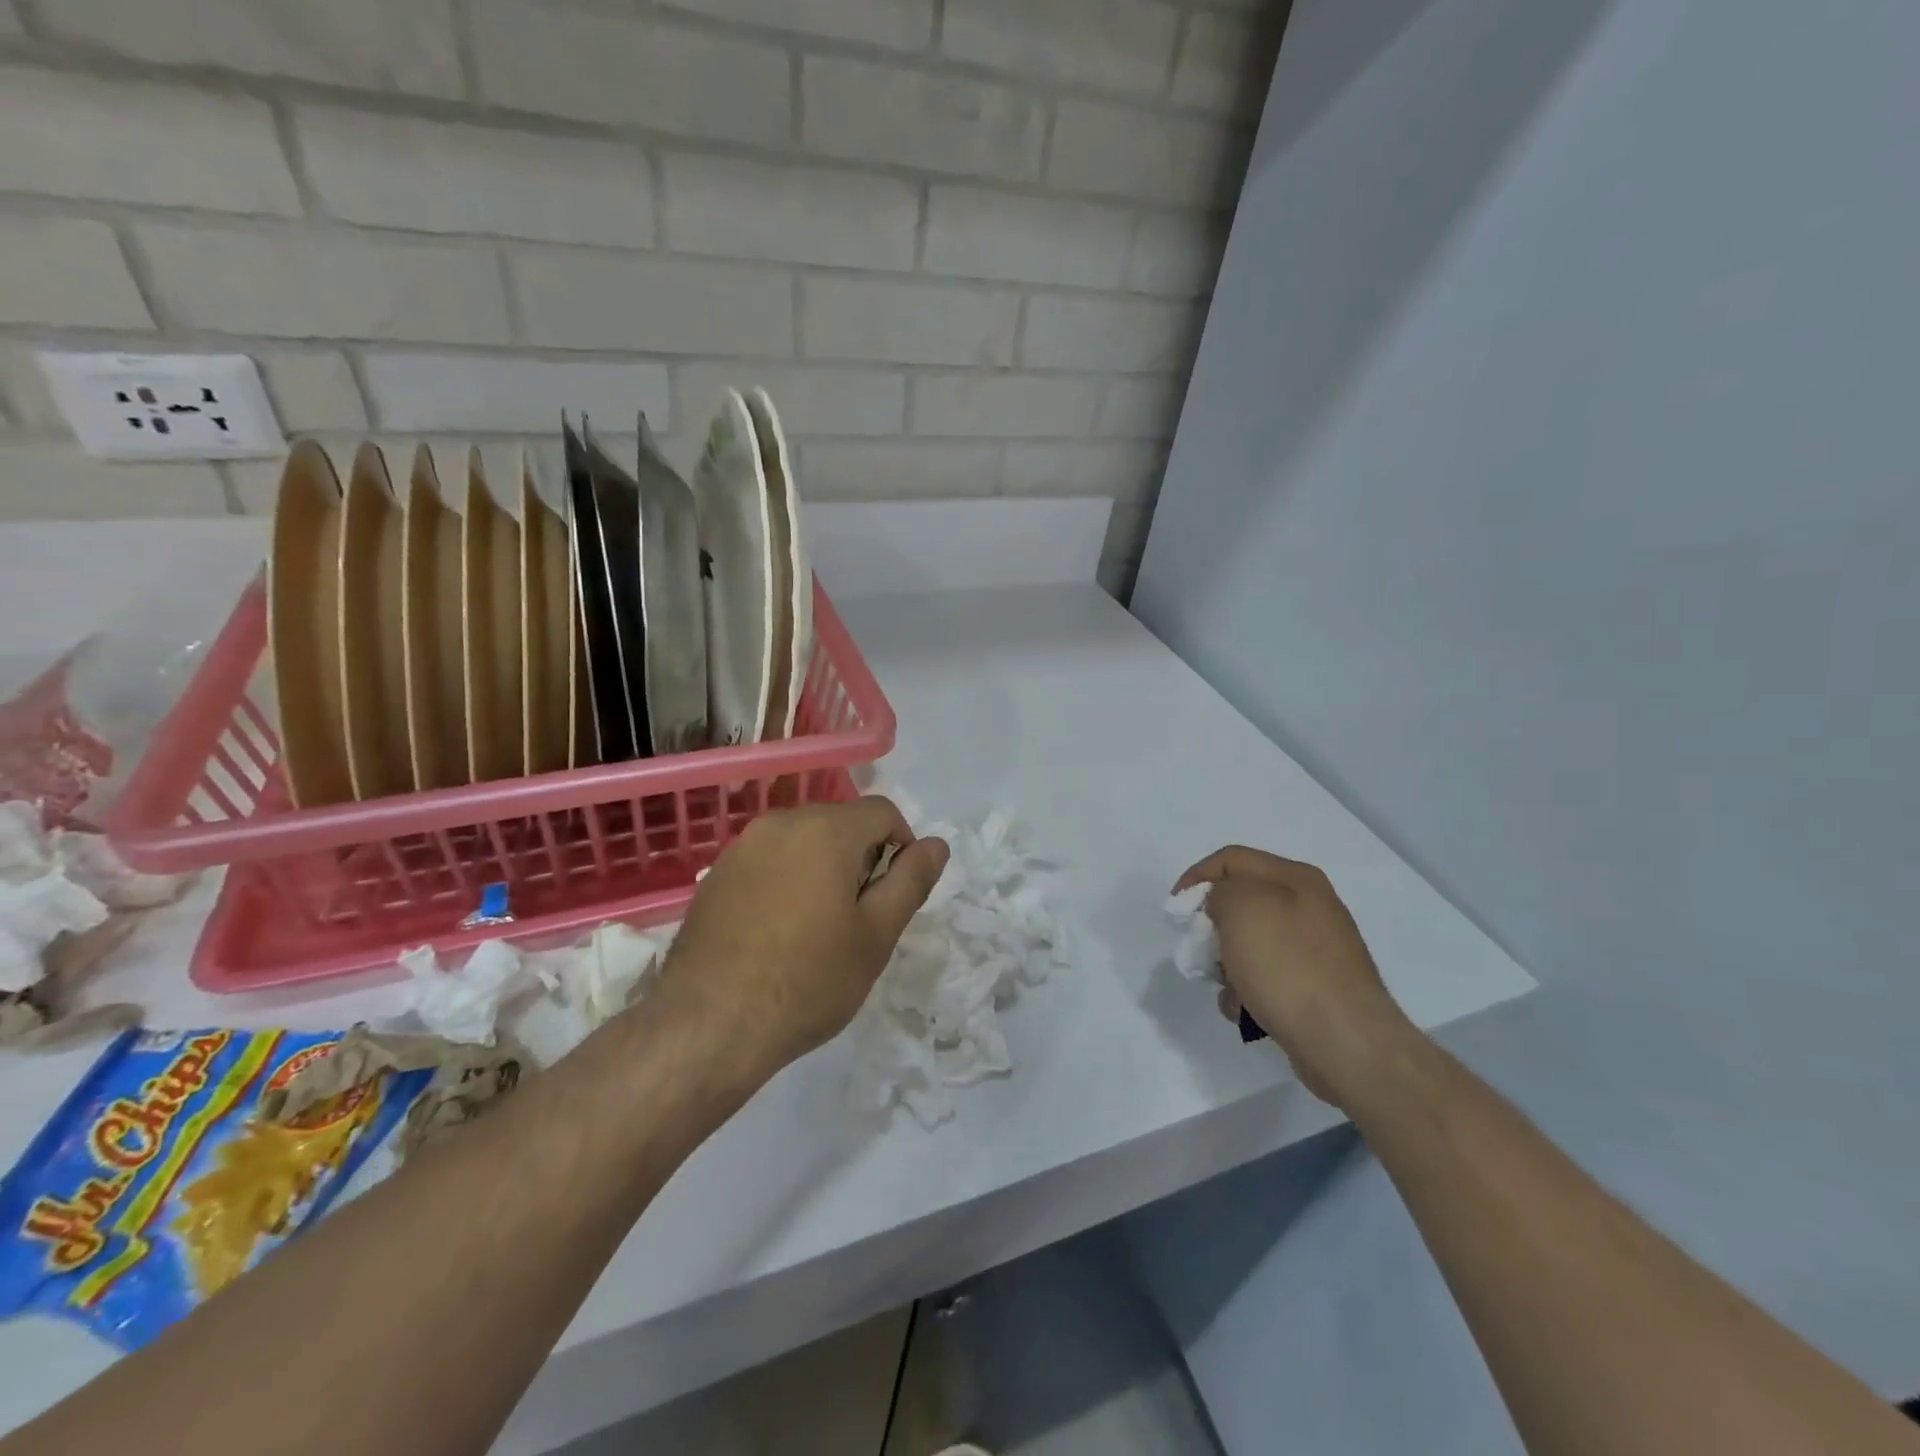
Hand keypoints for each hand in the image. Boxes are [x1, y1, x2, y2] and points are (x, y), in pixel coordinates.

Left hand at [654, 797, 948, 1085]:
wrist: (710, 1025)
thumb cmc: (808, 980)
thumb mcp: (876, 935)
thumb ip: (911, 881)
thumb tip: (936, 845)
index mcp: (826, 830)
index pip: (882, 812)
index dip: (901, 847)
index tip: (892, 896)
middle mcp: (781, 823)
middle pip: (840, 823)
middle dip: (859, 859)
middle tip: (857, 919)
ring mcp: (741, 847)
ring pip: (802, 842)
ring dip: (821, 870)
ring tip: (816, 928)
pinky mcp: (715, 875)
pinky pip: (767, 862)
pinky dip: (784, 881)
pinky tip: (776, 933)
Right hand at [1174, 846, 1419, 1106]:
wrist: (1346, 1041)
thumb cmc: (1287, 965)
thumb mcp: (1240, 907)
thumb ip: (1219, 891)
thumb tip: (1222, 907)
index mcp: (1295, 878)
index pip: (1230, 859)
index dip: (1196, 878)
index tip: (1175, 911)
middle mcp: (1309, 906)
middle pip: (1239, 903)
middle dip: (1212, 929)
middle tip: (1201, 951)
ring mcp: (1315, 949)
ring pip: (1248, 945)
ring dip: (1227, 967)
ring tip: (1231, 990)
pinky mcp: (1315, 988)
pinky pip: (1266, 978)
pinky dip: (1248, 993)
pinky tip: (1250, 1011)